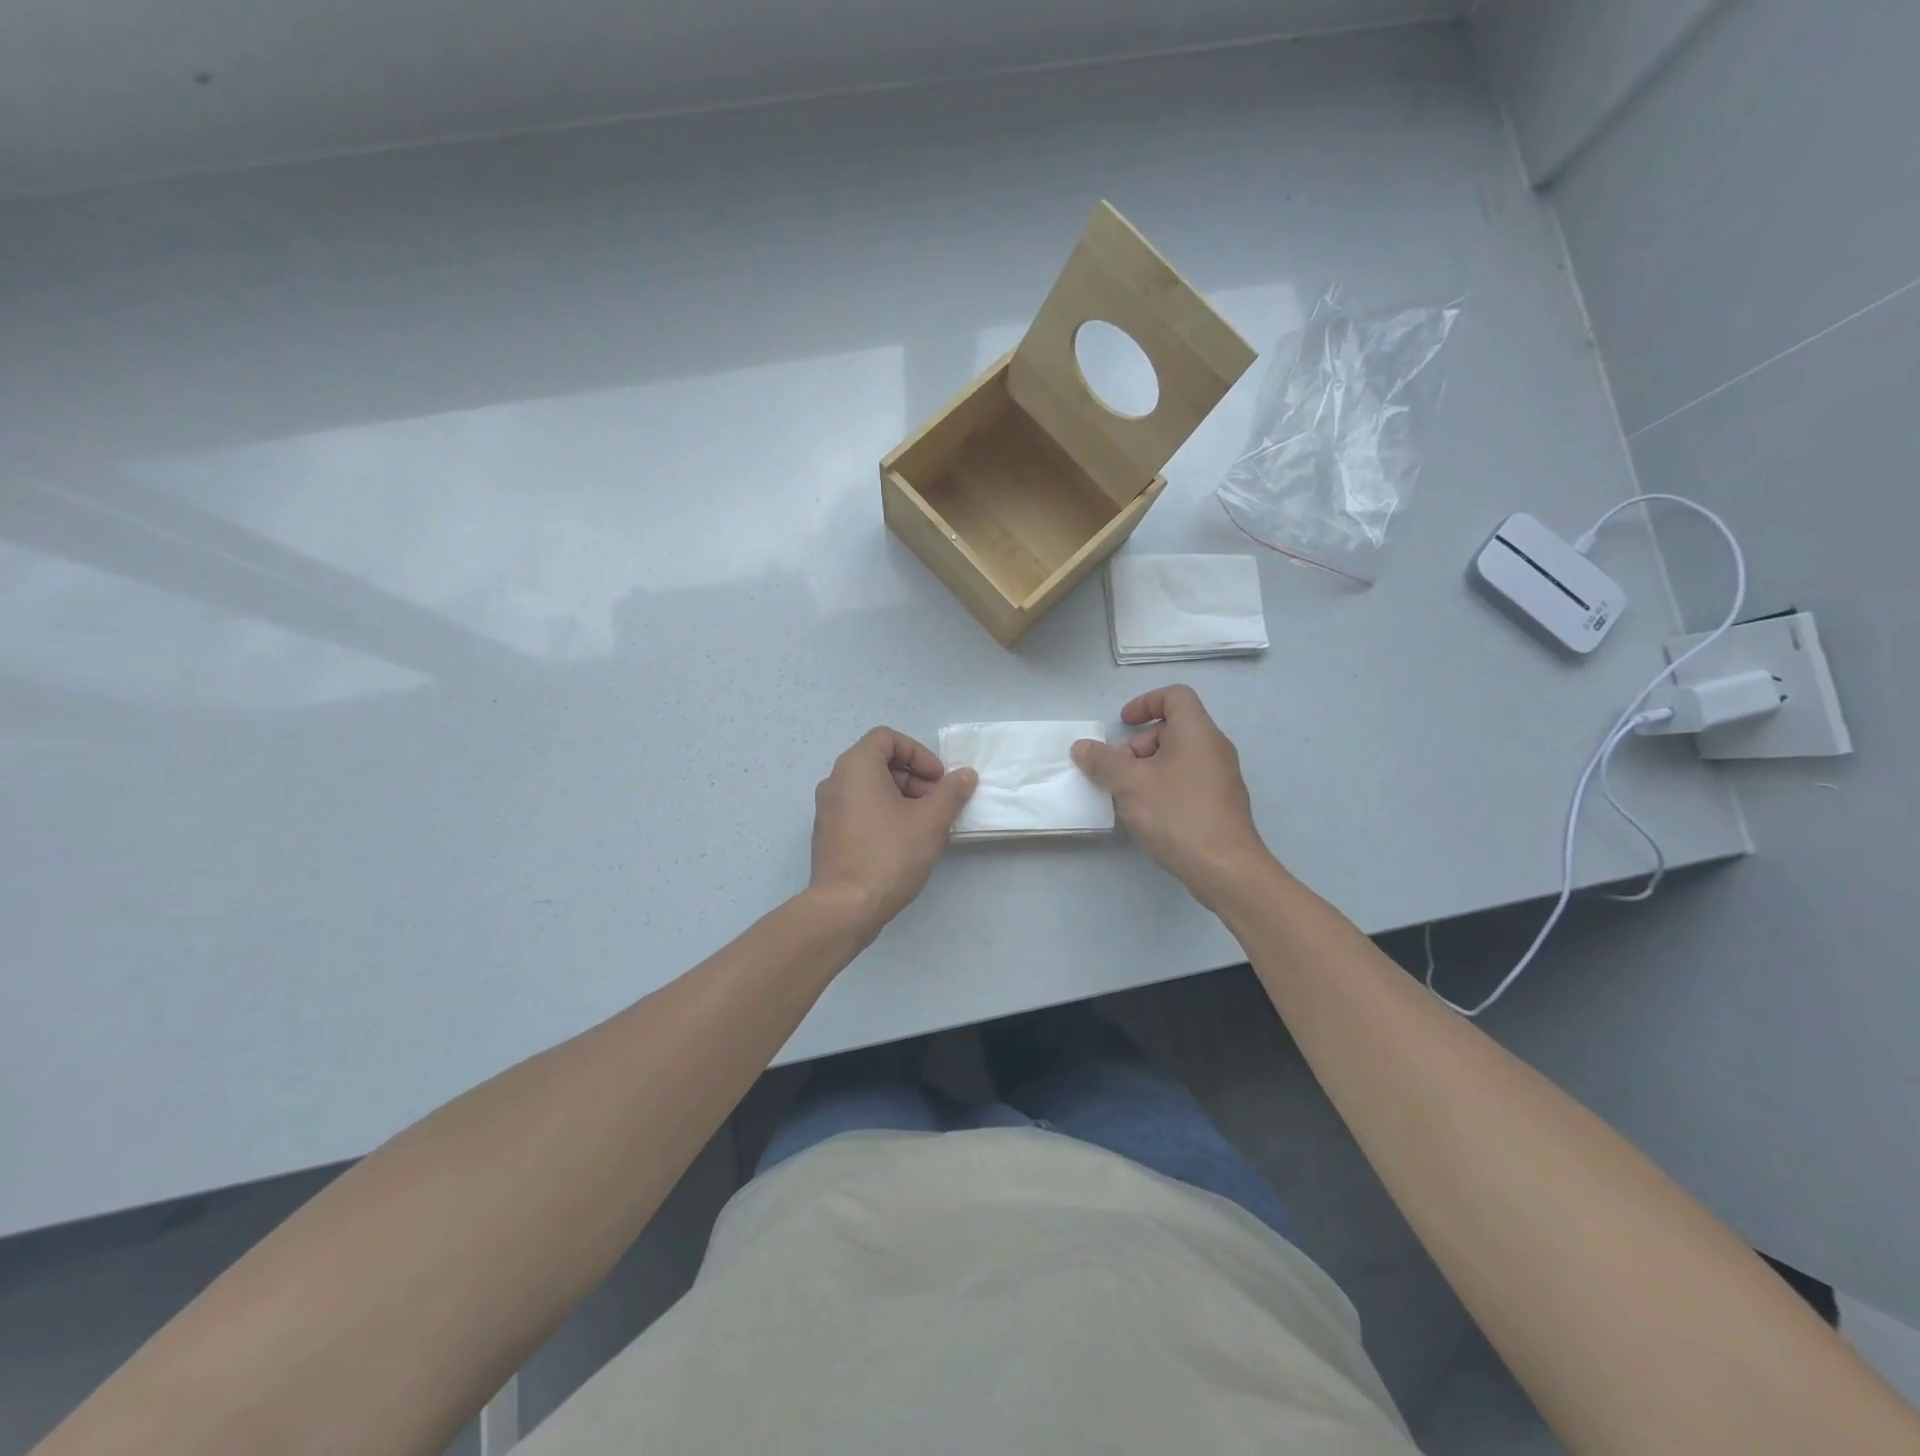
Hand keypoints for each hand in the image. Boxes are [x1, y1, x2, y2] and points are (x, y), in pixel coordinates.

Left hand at [808, 728, 976, 932]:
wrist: (845, 907)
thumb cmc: (889, 855)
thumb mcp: (930, 821)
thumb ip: (951, 793)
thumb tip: (965, 775)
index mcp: (855, 767)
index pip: (887, 738)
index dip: (918, 753)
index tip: (938, 779)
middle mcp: (835, 781)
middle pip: (878, 761)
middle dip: (913, 777)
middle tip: (937, 803)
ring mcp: (827, 809)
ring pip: (869, 787)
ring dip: (900, 796)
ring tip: (925, 825)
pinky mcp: (827, 834)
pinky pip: (858, 809)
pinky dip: (882, 813)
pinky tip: (903, 841)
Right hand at [1072, 685, 1276, 907]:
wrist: (1225, 868)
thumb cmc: (1177, 815)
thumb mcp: (1129, 784)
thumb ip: (1102, 762)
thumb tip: (1082, 747)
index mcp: (1196, 732)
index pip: (1175, 696)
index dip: (1145, 702)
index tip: (1123, 723)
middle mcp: (1214, 748)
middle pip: (1172, 729)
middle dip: (1138, 745)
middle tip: (1116, 771)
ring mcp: (1221, 777)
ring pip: (1178, 757)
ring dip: (1147, 768)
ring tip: (1127, 796)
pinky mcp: (1221, 803)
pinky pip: (1187, 780)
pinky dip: (1163, 786)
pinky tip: (1148, 814)